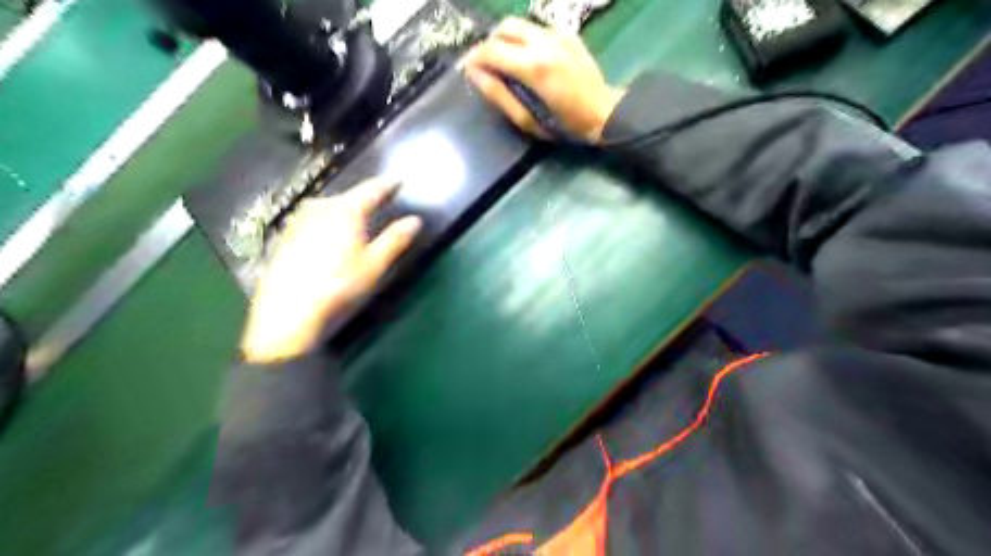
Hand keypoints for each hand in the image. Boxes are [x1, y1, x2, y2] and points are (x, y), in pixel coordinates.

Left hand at [243, 176, 424, 362]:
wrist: (288, 307)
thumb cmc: (339, 284)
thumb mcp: (374, 264)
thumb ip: (395, 239)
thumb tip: (415, 220)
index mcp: (346, 210)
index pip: (372, 189)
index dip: (387, 184)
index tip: (398, 181)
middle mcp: (321, 207)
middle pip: (349, 197)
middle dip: (366, 199)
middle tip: (380, 203)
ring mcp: (300, 219)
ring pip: (330, 207)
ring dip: (345, 211)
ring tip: (356, 221)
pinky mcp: (287, 234)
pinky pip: (315, 219)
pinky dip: (328, 223)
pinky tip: (330, 239)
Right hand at [468, 18, 620, 143]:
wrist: (604, 113)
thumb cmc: (564, 125)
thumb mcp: (527, 120)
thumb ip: (499, 95)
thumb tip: (474, 74)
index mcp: (534, 67)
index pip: (492, 50)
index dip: (474, 57)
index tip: (468, 69)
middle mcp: (544, 42)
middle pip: (504, 27)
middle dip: (490, 43)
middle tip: (487, 65)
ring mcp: (559, 34)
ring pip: (520, 24)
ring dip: (507, 39)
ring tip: (506, 61)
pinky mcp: (568, 33)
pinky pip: (537, 29)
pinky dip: (525, 40)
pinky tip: (529, 59)